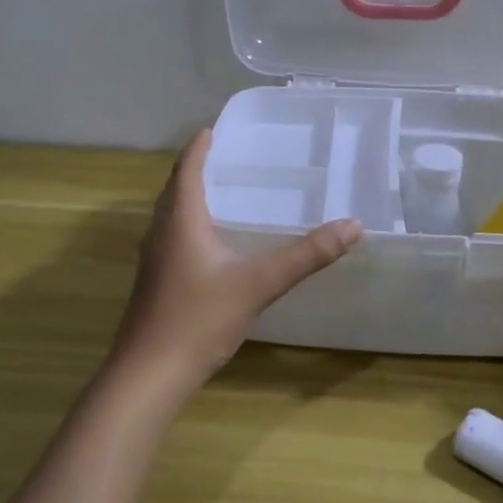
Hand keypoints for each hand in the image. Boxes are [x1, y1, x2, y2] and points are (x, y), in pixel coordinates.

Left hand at [110, 130, 362, 387]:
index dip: (199, 147)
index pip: (186, 169)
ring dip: (189, 197)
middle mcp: (161, 232)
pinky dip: (188, 225)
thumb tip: (353, 225)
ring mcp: (153, 259)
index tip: (214, 129)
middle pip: (175, 188)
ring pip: (170, 215)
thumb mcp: (258, 284)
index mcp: (181, 220)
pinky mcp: (154, 282)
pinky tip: (210, 244)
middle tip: (226, 157)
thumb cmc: (199, 319)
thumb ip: (306, 256)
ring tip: (221, 193)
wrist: (149, 374)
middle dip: (196, 168)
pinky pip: (171, 237)